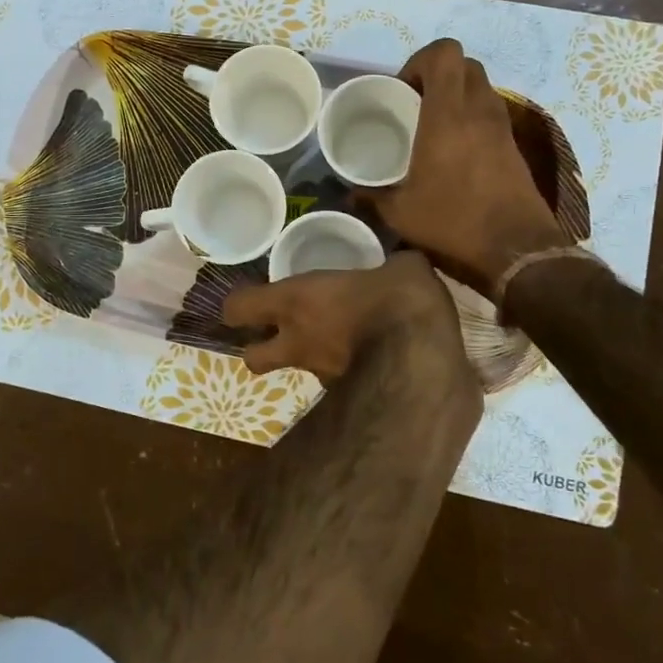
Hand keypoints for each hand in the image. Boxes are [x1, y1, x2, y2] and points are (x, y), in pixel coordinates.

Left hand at [221, 251, 464, 385]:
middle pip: (252, 359)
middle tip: (277, 333)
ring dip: (305, 358)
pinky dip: (342, 373)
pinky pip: (333, 384)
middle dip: (257, 349)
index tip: (249, 298)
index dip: (237, 306)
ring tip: (335, 342)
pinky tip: (368, 360)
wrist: (425, 364)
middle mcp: (298, 341)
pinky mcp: (347, 398)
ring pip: (295, 370)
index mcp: (296, 301)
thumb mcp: (401, 268)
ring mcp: (321, 375)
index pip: (238, 308)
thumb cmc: (400, 302)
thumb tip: (403, 264)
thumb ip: (391, 265)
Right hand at [365, 39, 574, 298]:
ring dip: (457, 93)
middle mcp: (478, 110)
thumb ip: (371, 196)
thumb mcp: (401, 213)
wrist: (517, 249)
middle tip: (415, 102)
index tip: (402, 89)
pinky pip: (491, 111)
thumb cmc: (453, 222)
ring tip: (433, 124)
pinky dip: (472, 116)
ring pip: (481, 86)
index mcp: (447, 114)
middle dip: (438, 73)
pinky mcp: (514, 145)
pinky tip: (455, 149)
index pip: (444, 53)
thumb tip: (350, 193)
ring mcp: (501, 126)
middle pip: (465, 63)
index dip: (420, 60)